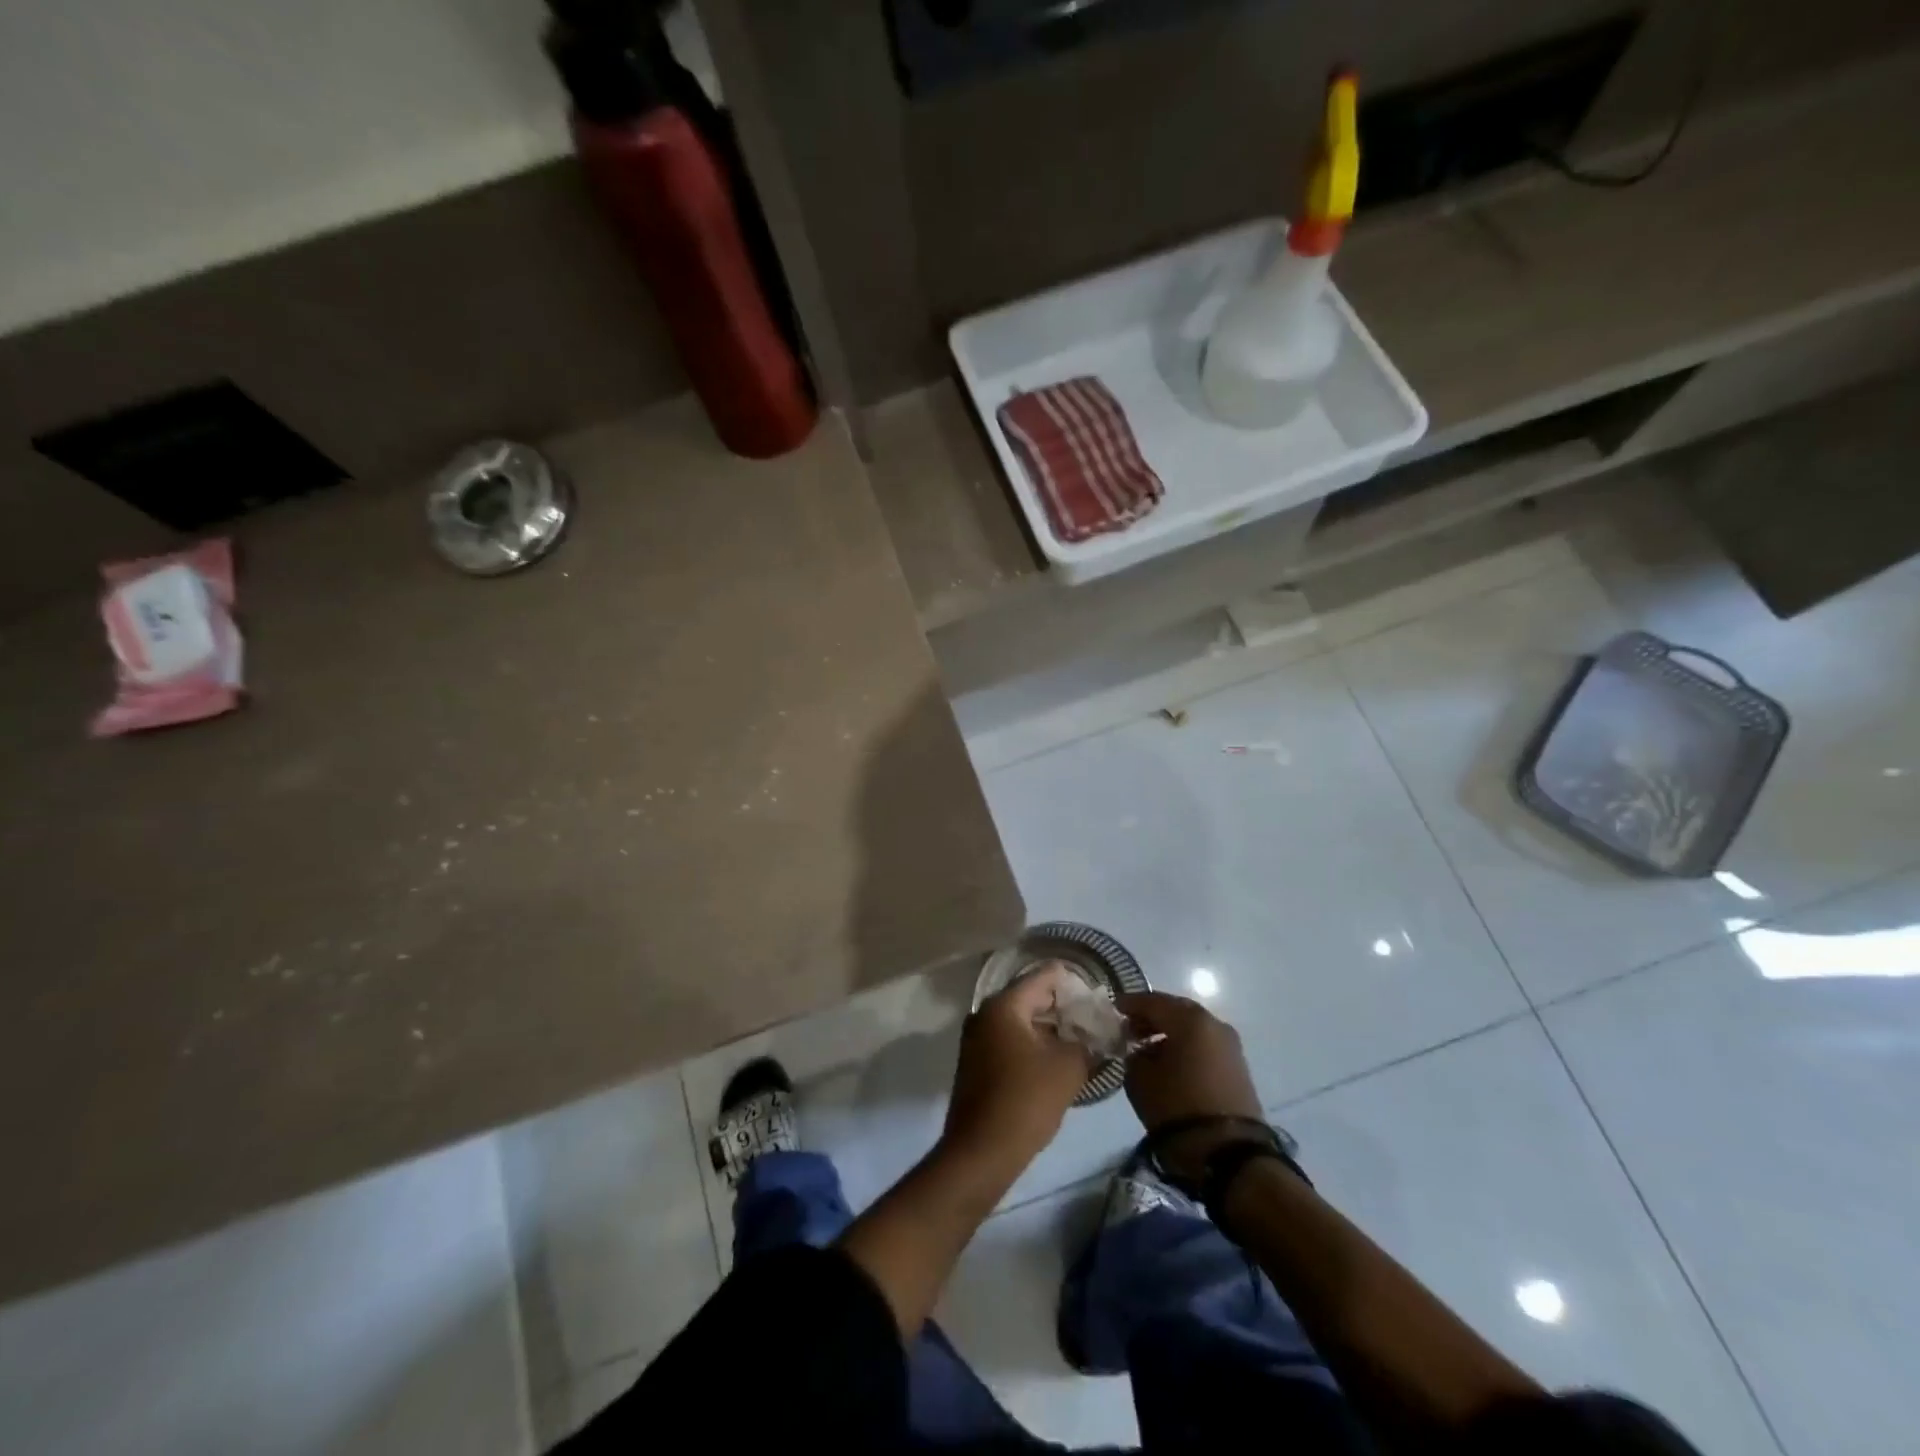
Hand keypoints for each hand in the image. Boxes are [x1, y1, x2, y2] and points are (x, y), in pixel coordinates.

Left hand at [942, 964, 1093, 1176]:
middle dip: (1062, 1008)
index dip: (1073, 982)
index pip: (1044, 976)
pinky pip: (1009, 1041)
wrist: (981, 1151)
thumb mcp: (1068, 1068)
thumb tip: (1095, 1035)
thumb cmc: (1026, 1100)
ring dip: (1048, 1029)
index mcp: (1004, 1005)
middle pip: (1030, 997)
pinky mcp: (975, 1062)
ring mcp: (976, 1038)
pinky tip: (1055, 1062)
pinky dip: (1032, 1045)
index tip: (1097, 997)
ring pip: (1020, 1021)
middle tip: (1093, 1022)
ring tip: (1080, 1043)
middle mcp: (984, 1013)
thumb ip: (1086, 1043)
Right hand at [1115, 991, 1264, 1183]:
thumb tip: (1137, 1049)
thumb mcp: (1140, 1079)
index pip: (1152, 1001)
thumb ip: (1133, 1055)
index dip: (1129, 1004)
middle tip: (1129, 1030)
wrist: (1230, 1154)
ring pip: (1192, 1028)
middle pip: (1175, 1010)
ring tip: (1148, 1051)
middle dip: (1151, 1018)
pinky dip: (1186, 1047)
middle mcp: (1214, 1023)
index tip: (1112, 1009)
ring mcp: (1230, 1045)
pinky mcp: (1238, 1068)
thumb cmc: (1178, 1107)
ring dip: (1169, 1034)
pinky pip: (1205, 1046)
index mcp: (1189, 1019)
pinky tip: (1170, 1064)